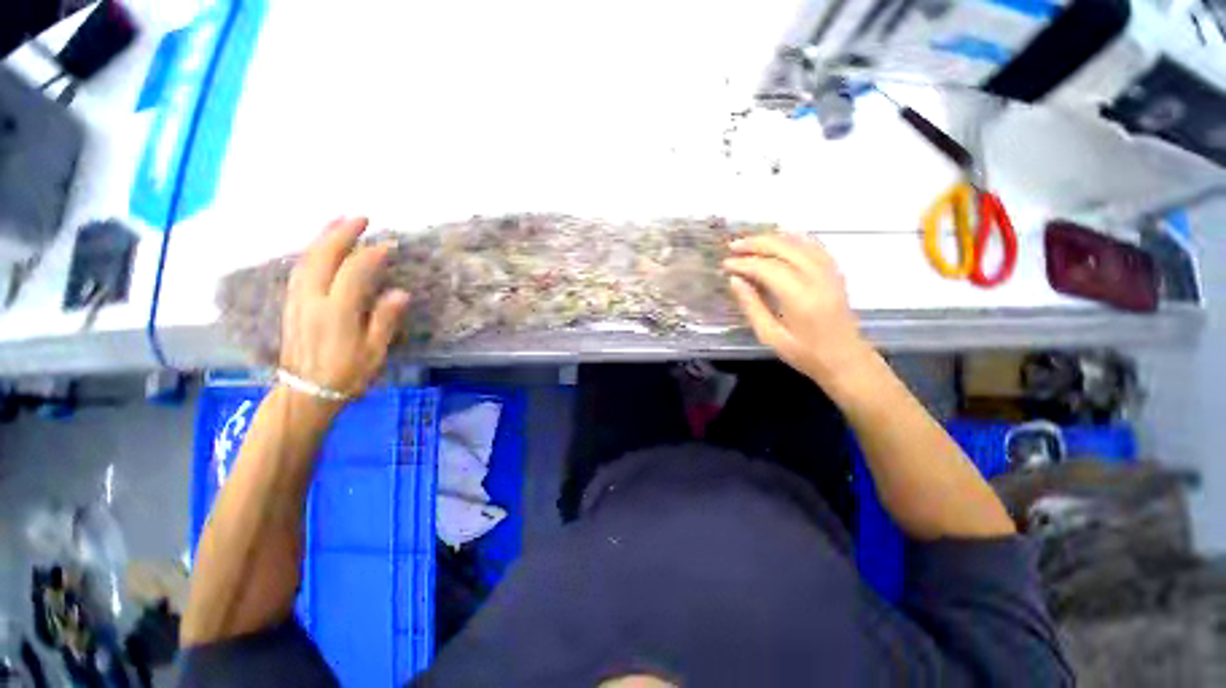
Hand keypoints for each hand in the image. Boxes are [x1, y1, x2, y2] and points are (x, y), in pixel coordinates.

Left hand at [280, 217, 410, 399]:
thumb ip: (384, 320)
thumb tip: (399, 292)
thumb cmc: (346, 375)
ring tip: (338, 222)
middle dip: (341, 233)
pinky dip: (311, 252)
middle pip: (324, 257)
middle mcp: (312, 300)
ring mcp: (297, 301)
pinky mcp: (291, 305)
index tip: (389, 244)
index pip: (355, 272)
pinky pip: (299, 269)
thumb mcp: (374, 352)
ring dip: (323, 238)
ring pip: (307, 260)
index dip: (372, 255)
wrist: (304, 393)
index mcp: (337, 312)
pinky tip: (320, 248)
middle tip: (361, 217)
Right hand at [724, 234, 872, 385]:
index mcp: (800, 297)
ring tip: (750, 242)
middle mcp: (817, 278)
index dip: (744, 263)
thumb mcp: (770, 336)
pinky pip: (814, 245)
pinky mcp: (835, 272)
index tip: (725, 264)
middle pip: (784, 247)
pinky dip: (793, 238)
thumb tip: (734, 280)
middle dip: (755, 244)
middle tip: (733, 247)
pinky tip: (779, 239)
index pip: (767, 268)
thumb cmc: (805, 353)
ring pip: (799, 242)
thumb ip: (752, 306)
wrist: (846, 359)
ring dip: (772, 238)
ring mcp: (830, 272)